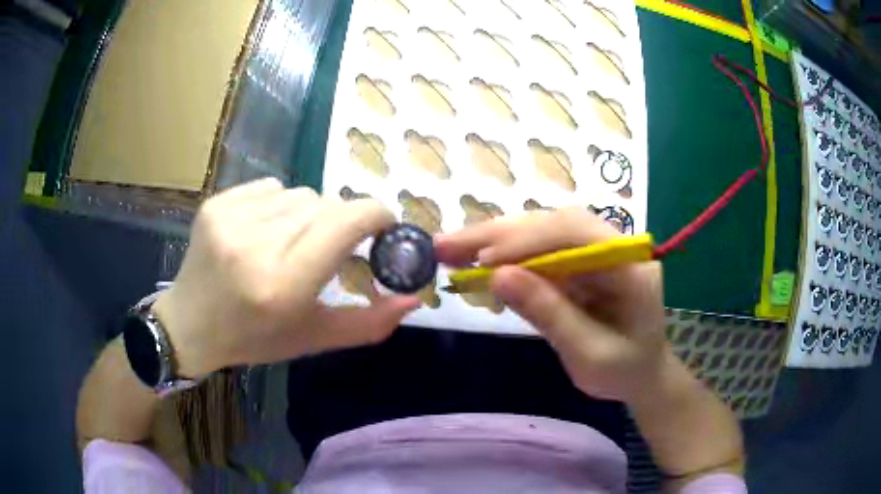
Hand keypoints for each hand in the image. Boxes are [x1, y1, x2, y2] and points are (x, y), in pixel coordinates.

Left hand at [152, 178, 418, 376]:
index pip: (346, 222)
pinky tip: (262, 231)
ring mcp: (231, 219)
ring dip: (308, 214)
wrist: (190, 325)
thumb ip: (369, 322)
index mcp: (284, 286)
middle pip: (326, 204)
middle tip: (326, 250)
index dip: (375, 215)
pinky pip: (270, 187)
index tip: (382, 227)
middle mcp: (256, 246)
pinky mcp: (216, 204)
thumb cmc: (254, 338)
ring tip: (289, 243)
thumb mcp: (314, 338)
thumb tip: (415, 298)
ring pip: (300, 193)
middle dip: (339, 223)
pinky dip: (278, 205)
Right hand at [435, 207, 667, 403]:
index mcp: (629, 263)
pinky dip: (503, 258)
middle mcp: (611, 245)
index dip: (529, 239)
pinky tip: (473, 261)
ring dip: (493, 241)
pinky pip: (538, 253)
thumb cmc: (624, 370)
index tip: (484, 259)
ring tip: (449, 249)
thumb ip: (549, 313)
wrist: (642, 375)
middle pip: (551, 224)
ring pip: (539, 233)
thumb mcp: (589, 353)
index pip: (576, 231)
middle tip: (446, 244)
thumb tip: (497, 276)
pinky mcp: (576, 263)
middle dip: (498, 234)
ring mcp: (592, 251)